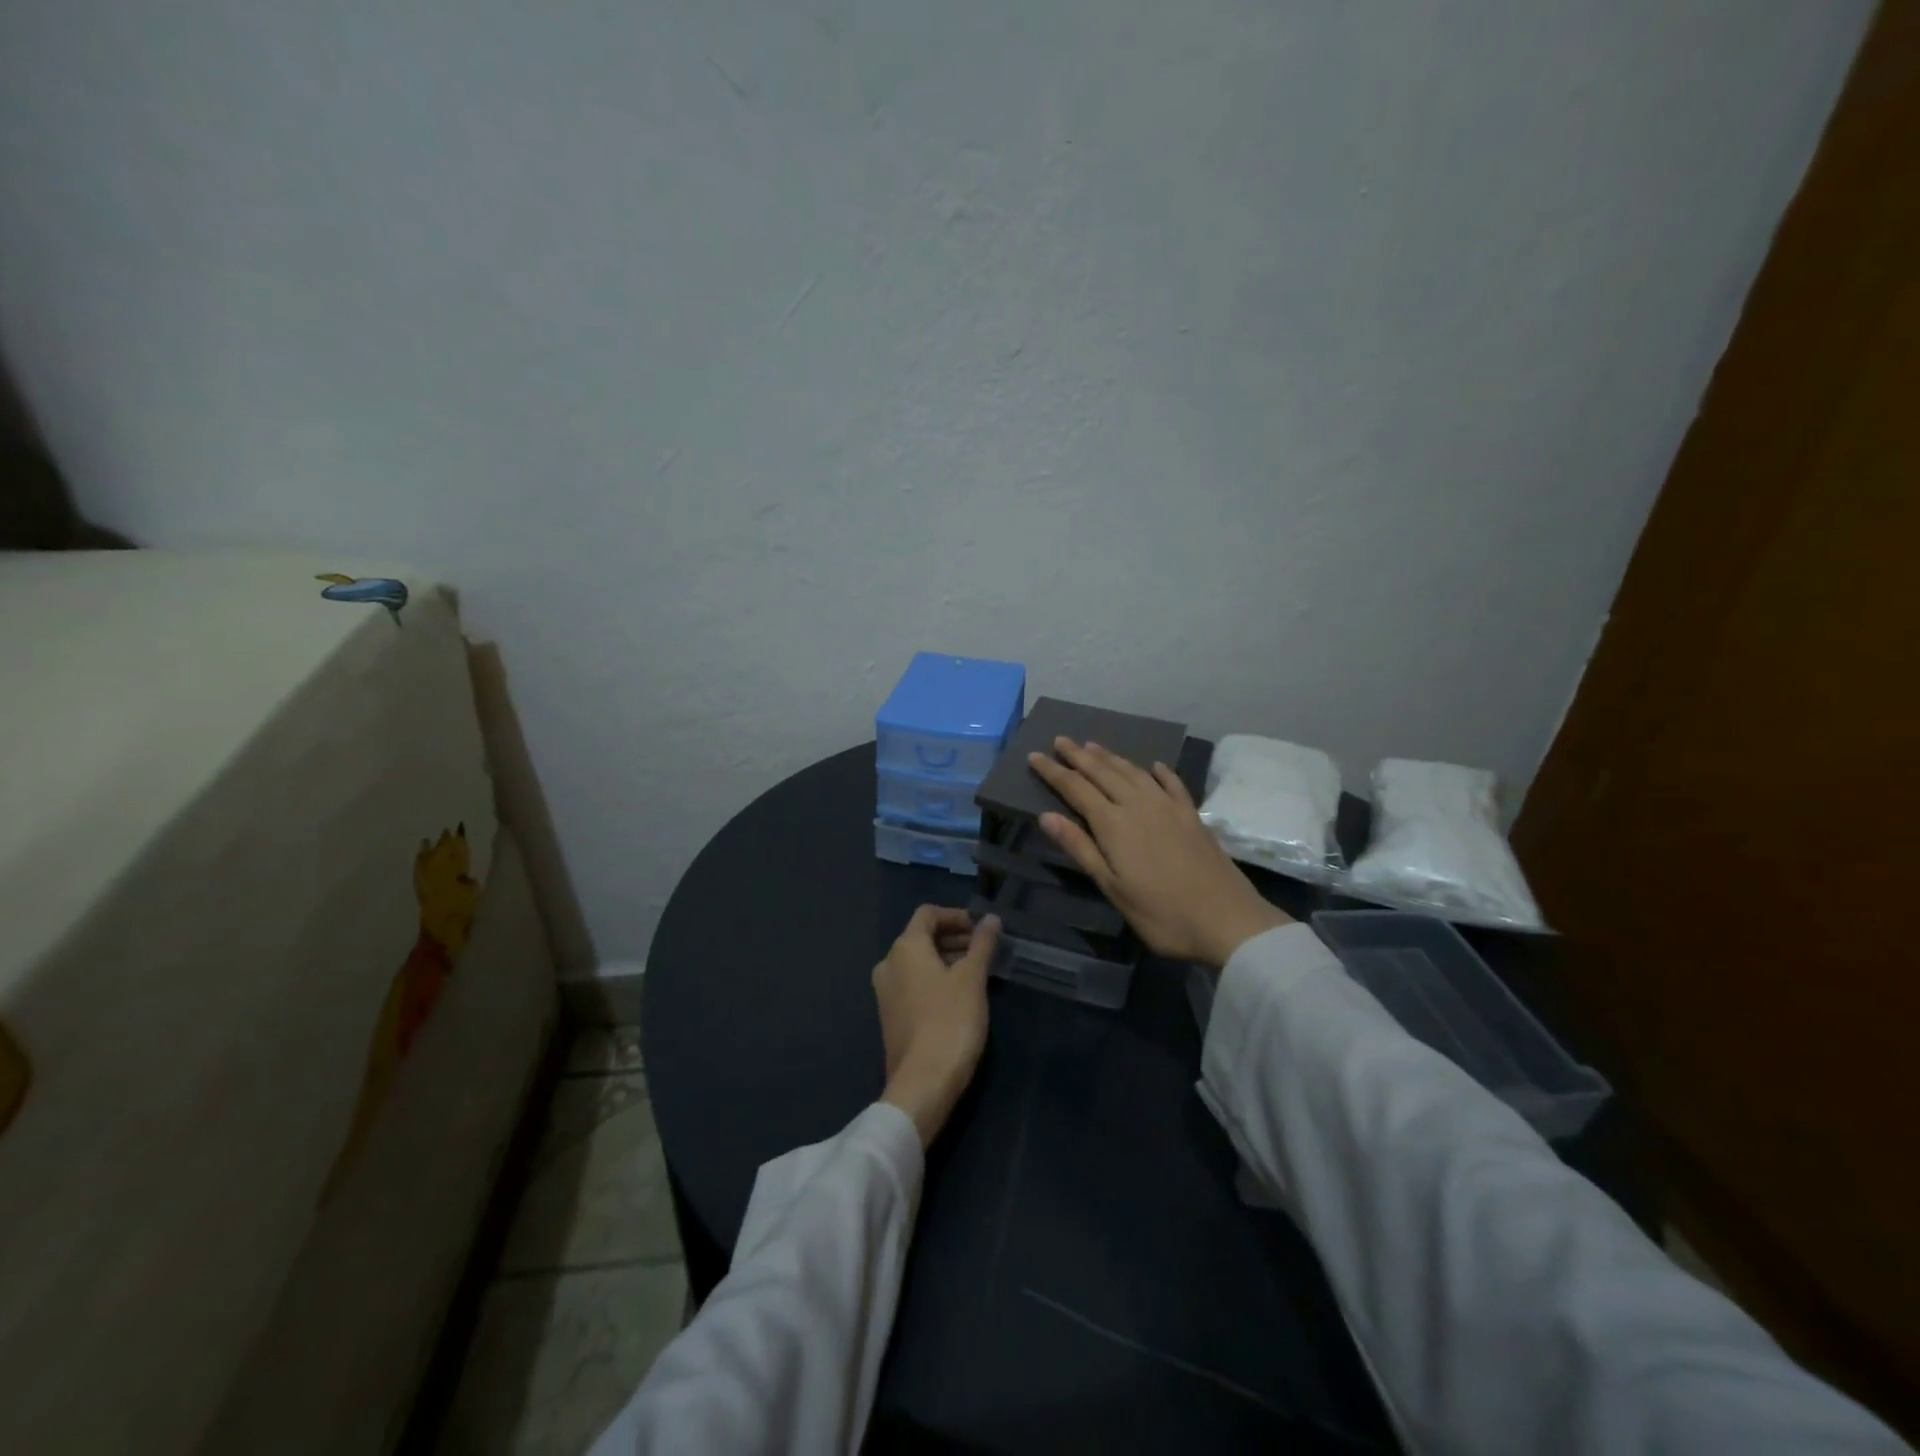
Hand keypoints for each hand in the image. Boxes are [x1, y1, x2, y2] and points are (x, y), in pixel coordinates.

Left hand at [872, 906, 1000, 1146]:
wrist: (923, 1083)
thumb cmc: (950, 1021)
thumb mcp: (972, 979)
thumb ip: (982, 944)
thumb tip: (991, 919)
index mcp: (905, 948)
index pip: (928, 914)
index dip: (956, 916)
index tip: (982, 928)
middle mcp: (889, 964)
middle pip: (922, 937)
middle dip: (954, 938)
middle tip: (985, 950)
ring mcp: (886, 992)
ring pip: (918, 962)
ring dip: (947, 959)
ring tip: (978, 971)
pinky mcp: (891, 1016)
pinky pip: (914, 983)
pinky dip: (936, 979)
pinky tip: (960, 995)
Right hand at [1028, 738, 1289, 968]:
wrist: (1227, 920)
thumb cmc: (1161, 913)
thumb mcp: (1112, 887)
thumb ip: (1080, 848)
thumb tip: (1046, 815)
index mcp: (1114, 824)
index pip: (1075, 788)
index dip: (1053, 772)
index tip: (1034, 756)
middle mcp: (1139, 805)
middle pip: (1103, 773)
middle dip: (1078, 755)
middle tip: (1061, 740)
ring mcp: (1169, 807)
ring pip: (1133, 772)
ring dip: (1111, 757)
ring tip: (1094, 745)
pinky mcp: (1192, 816)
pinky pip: (1172, 784)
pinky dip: (1159, 772)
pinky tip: (1154, 766)